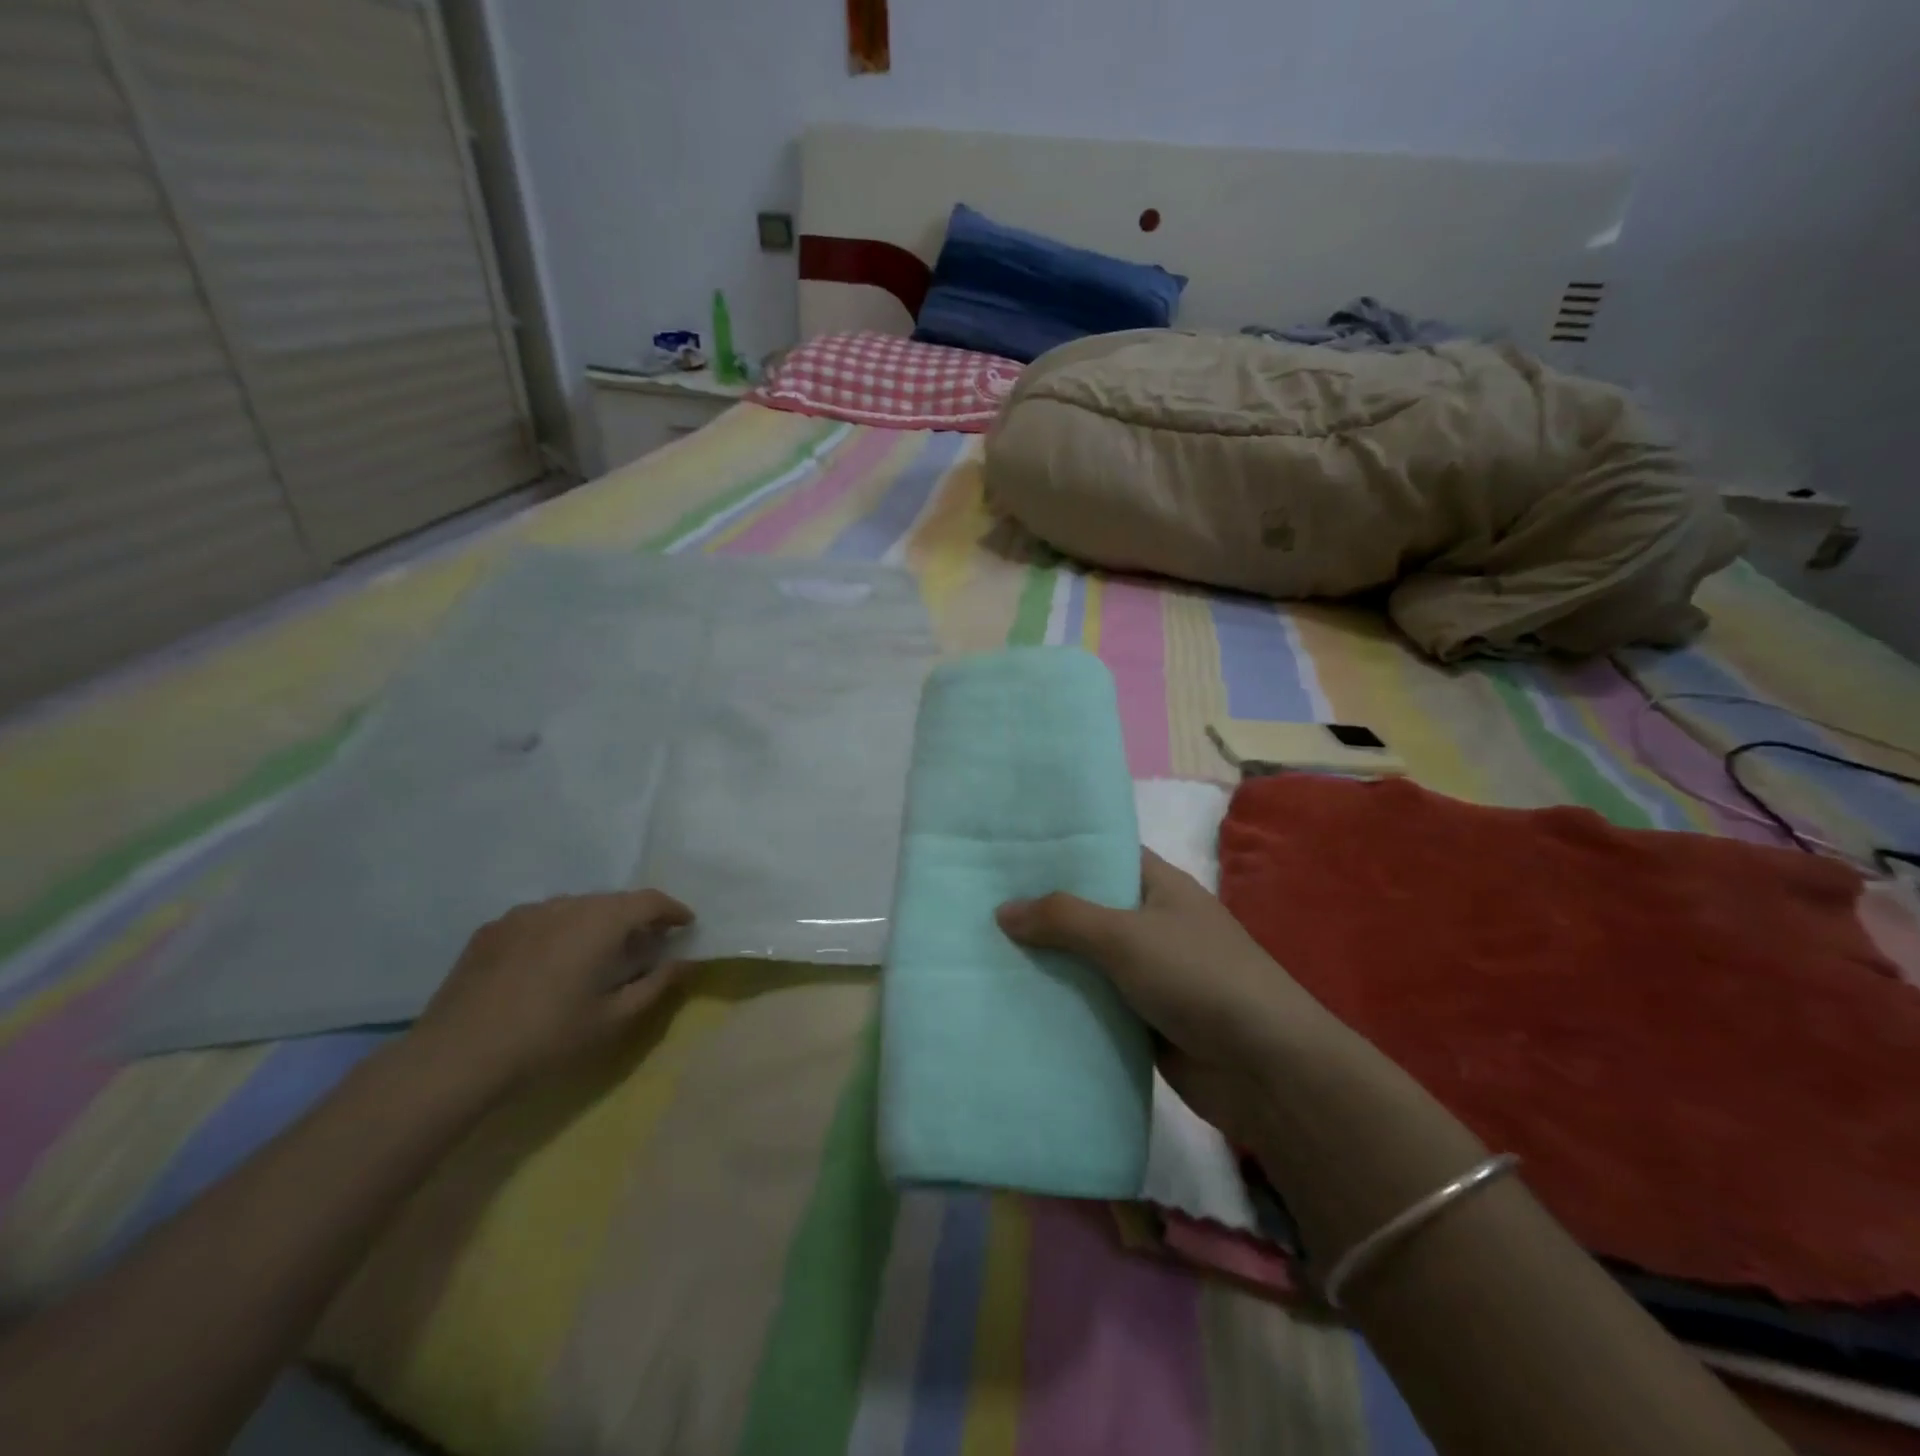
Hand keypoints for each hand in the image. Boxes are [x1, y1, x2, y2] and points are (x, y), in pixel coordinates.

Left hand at [407, 891, 694, 1096]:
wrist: (456, 1057)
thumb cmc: (548, 1038)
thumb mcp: (614, 1019)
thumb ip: (656, 985)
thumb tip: (684, 961)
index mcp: (600, 922)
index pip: (649, 900)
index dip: (672, 910)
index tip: (685, 925)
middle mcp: (565, 905)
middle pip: (612, 901)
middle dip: (635, 918)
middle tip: (645, 944)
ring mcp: (524, 914)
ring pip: (574, 908)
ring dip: (595, 923)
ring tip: (596, 954)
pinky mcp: (492, 930)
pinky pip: (540, 920)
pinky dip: (558, 932)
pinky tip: (549, 964)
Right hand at [997, 851, 1324, 1138]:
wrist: (1263, 1068)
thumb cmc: (1198, 977)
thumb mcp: (1126, 935)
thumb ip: (1064, 918)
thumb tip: (1003, 911)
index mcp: (1160, 887)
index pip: (1105, 854)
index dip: (1061, 851)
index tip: (1009, 852)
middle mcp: (1153, 923)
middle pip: (1089, 909)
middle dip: (1042, 909)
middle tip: (980, 903)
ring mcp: (1148, 973)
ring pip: (1087, 959)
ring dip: (1048, 961)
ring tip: (983, 950)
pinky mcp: (1142, 1019)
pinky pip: (1093, 1003)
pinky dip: (1063, 1002)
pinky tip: (1016, 999)